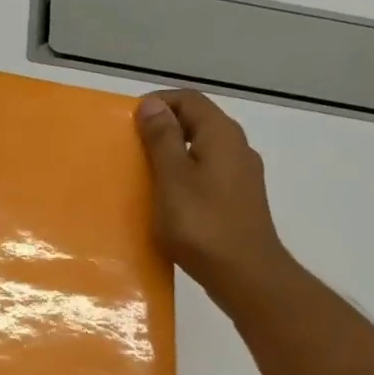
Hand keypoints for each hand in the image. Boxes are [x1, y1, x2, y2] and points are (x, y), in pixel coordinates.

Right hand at [135, 90, 292, 309]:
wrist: (245, 274)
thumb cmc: (202, 224)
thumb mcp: (172, 178)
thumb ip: (162, 138)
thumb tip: (152, 104)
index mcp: (221, 135)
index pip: (189, 100)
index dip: (158, 103)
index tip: (128, 121)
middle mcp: (237, 147)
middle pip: (198, 122)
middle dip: (164, 128)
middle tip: (132, 146)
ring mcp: (242, 175)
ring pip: (203, 149)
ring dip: (174, 153)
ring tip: (145, 172)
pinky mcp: (239, 199)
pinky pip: (209, 173)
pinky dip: (186, 175)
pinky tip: (169, 198)